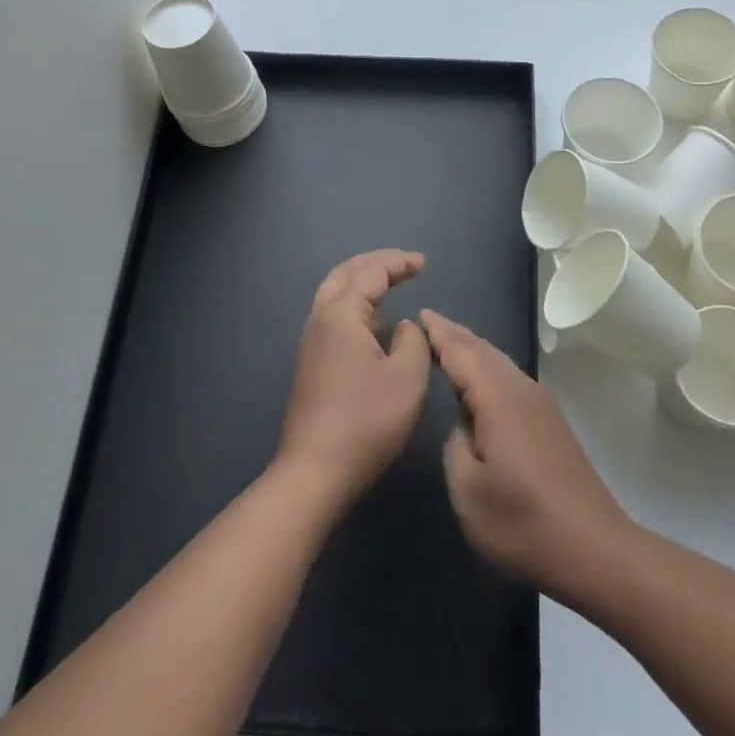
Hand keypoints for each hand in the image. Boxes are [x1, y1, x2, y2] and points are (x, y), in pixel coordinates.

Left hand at [275, 249, 431, 503]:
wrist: (315, 472)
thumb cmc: (366, 422)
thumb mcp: (407, 378)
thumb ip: (414, 340)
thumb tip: (404, 326)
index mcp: (340, 315)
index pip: (370, 273)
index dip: (398, 263)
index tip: (423, 263)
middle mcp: (319, 321)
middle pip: (344, 275)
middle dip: (374, 263)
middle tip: (403, 263)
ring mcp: (311, 344)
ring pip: (334, 296)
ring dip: (362, 284)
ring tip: (390, 286)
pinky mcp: (311, 365)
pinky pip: (334, 318)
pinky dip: (356, 307)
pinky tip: (375, 326)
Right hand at [424, 310, 633, 603]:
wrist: (594, 548)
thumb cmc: (523, 522)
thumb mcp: (468, 491)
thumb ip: (455, 446)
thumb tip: (463, 426)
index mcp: (498, 397)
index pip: (461, 352)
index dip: (438, 333)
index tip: (418, 314)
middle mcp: (521, 389)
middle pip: (483, 350)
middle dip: (455, 335)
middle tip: (428, 323)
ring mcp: (540, 404)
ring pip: (499, 363)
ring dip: (473, 350)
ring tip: (448, 344)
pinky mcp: (550, 422)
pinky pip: (510, 379)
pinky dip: (488, 369)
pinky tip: (481, 383)